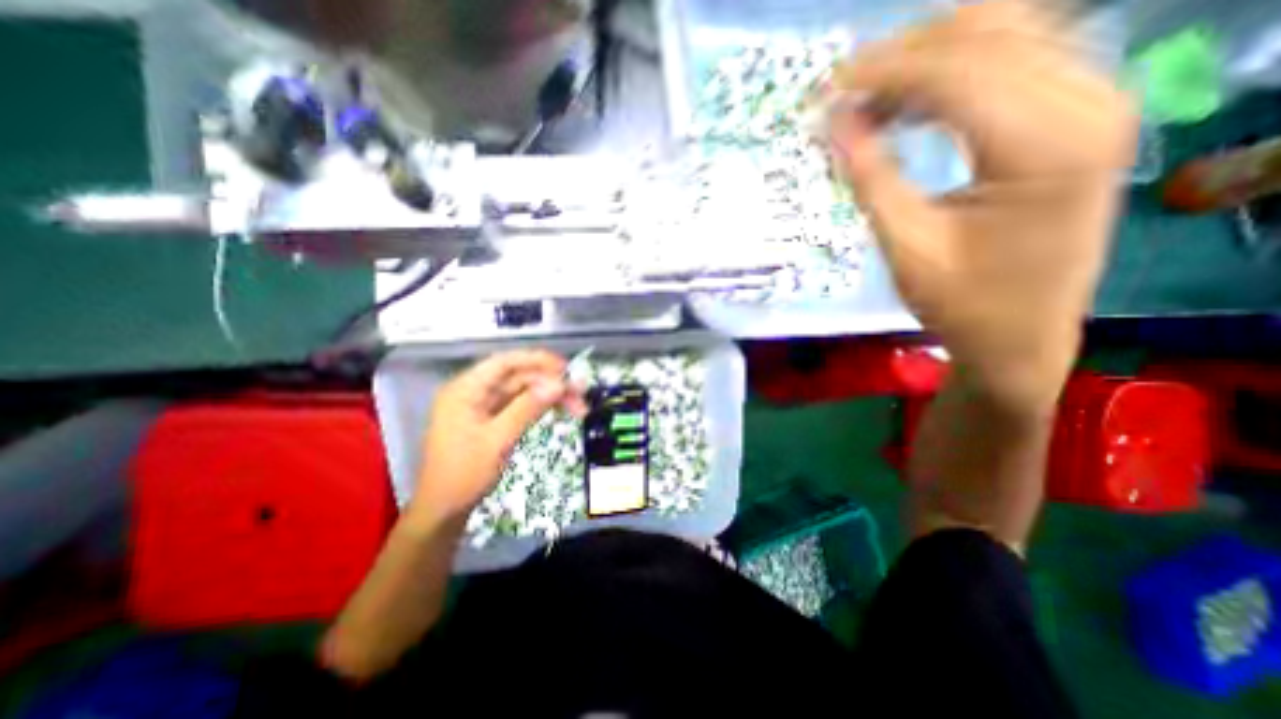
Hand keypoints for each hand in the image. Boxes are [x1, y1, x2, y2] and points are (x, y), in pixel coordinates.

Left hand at [411, 351, 584, 525]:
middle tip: (580, 394)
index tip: (566, 368)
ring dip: (550, 396)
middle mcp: (474, 392)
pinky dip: (540, 407)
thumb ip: (528, 408)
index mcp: (465, 390)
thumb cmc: (464, 475)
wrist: (443, 511)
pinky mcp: (491, 420)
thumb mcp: (498, 440)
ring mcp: (482, 406)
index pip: (505, 363)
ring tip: (578, 407)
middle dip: (550, 383)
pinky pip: (520, 405)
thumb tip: (559, 385)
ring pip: (523, 391)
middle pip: (518, 377)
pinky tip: (559, 411)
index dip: (536, 360)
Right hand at [831, 1, 1140, 412]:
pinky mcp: (1078, 113)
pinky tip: (912, 107)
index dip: (882, 71)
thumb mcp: (906, 247)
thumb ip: (870, 178)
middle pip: (988, 29)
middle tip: (842, 94)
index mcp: (1045, 146)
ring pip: (1005, 30)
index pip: (957, 70)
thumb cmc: (961, 302)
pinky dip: (954, 72)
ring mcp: (1094, 99)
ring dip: (926, 59)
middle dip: (902, 55)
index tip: (825, 89)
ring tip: (870, 101)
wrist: (1021, 334)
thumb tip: (831, 125)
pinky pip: (1015, 58)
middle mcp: (1088, 101)